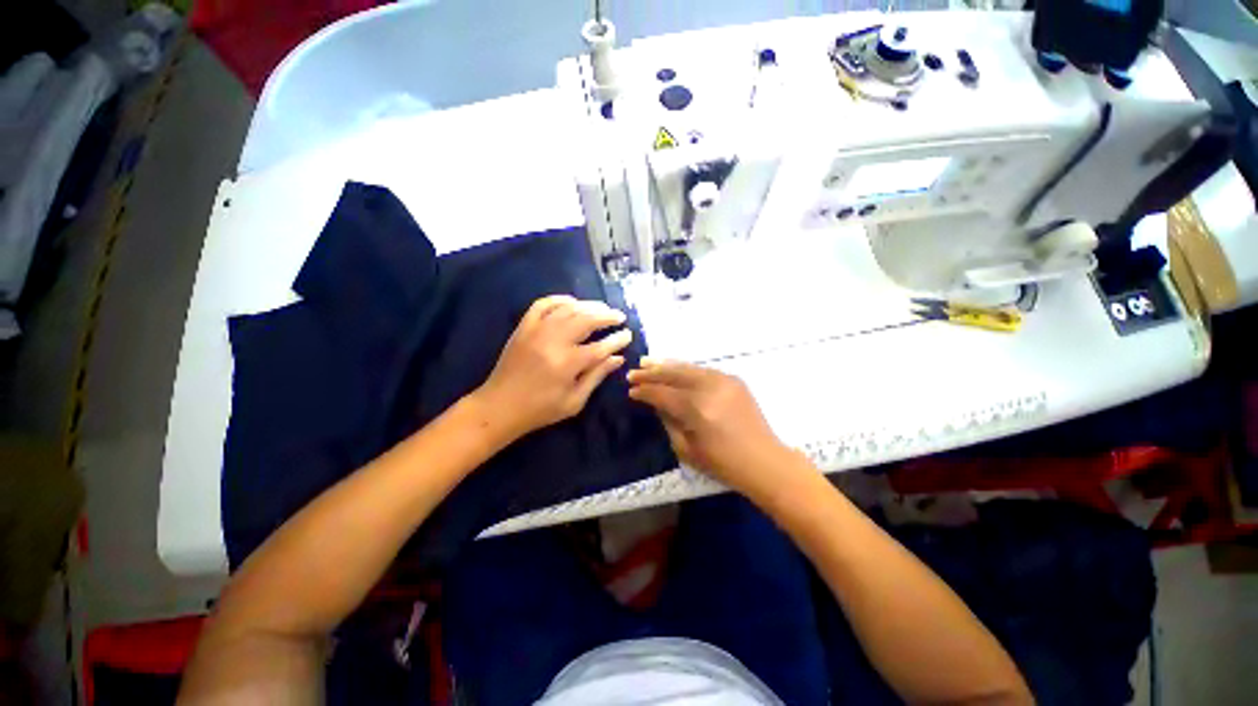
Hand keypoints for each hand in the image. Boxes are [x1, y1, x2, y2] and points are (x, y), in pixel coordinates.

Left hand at [473, 295, 632, 441]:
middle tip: (619, 317)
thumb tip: (618, 359)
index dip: (617, 340)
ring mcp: (536, 331)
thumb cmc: (540, 409)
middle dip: (607, 316)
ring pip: (568, 308)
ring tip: (602, 308)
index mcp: (567, 364)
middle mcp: (553, 341)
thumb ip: (597, 376)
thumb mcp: (574, 401)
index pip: (600, 346)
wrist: (499, 406)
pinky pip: (543, 304)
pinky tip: (573, 303)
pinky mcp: (524, 327)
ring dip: (588, 305)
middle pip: (586, 320)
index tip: (628, 335)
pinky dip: (560, 299)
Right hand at [628, 359, 798, 499]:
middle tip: (633, 372)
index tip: (630, 390)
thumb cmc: (723, 463)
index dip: (644, 391)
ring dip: (666, 365)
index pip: (662, 394)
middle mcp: (709, 388)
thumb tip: (657, 403)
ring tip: (648, 362)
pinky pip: (703, 369)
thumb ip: (668, 421)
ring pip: (688, 367)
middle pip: (673, 374)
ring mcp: (723, 380)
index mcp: (696, 409)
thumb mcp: (686, 449)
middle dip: (650, 373)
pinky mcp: (733, 379)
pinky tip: (675, 369)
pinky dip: (686, 369)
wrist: (764, 460)